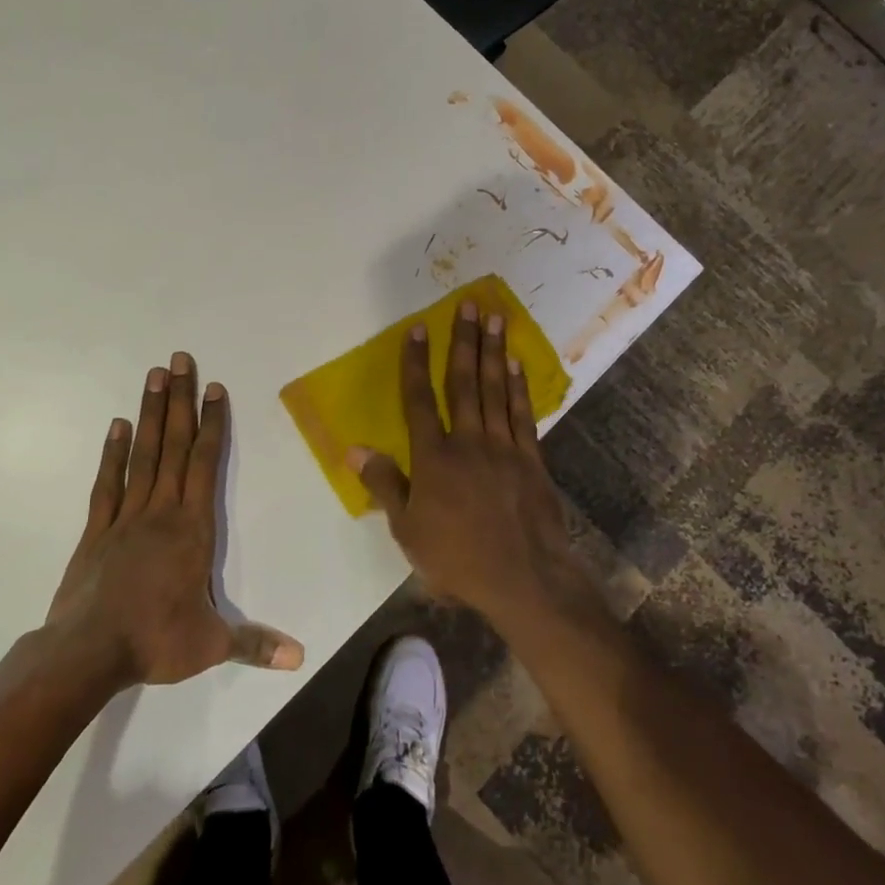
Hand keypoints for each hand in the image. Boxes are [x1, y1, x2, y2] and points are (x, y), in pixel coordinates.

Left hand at [46, 353, 304, 687]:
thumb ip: (255, 644)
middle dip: (180, 401)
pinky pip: (108, 482)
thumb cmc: (155, 641)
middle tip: (180, 360)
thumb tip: (301, 657)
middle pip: (173, 446)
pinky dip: (113, 452)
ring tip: (153, 376)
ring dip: (150, 414)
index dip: (211, 424)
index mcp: (192, 529)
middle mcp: (161, 511)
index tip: (214, 389)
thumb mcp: (211, 645)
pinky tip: (117, 425)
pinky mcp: (97, 529)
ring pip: (143, 455)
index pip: (205, 464)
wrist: (87, 652)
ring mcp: (126, 516)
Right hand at [348, 302, 581, 627]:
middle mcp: (469, 441)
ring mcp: (504, 447)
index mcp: (434, 457)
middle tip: (469, 305)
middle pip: (464, 382)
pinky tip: (516, 364)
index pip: (419, 400)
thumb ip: (384, 484)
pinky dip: (518, 387)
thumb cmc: (457, 558)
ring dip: (494, 352)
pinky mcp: (531, 459)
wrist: (524, 579)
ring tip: (495, 319)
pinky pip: (522, 414)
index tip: (417, 329)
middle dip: (464, 341)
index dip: (415, 362)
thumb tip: (354, 448)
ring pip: (495, 390)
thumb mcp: (407, 529)